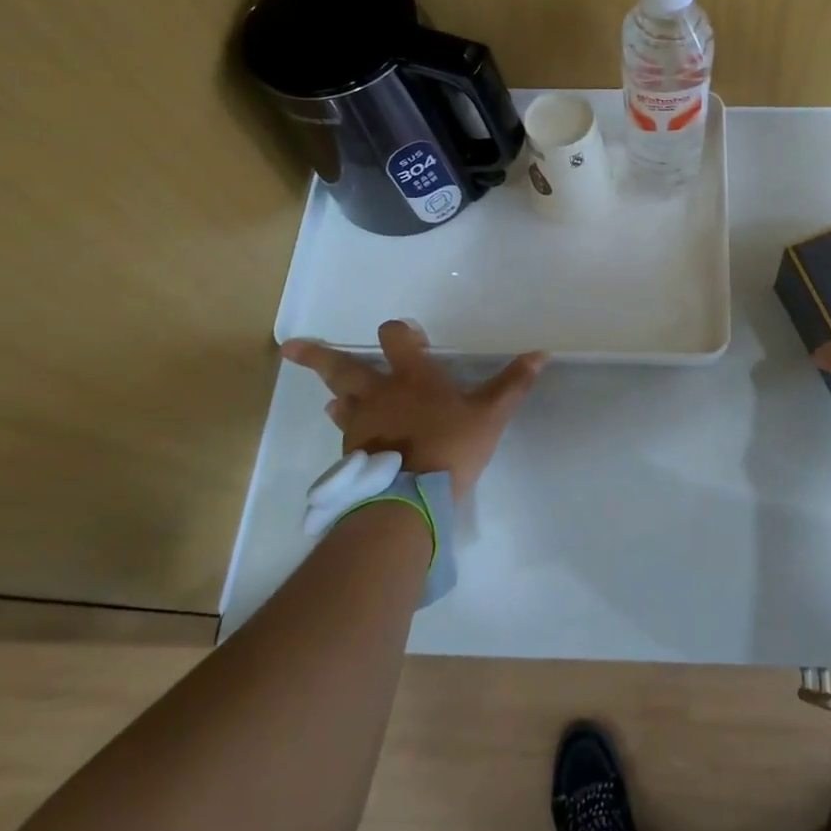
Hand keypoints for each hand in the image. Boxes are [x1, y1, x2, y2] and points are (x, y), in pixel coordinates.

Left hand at [281, 322, 546, 501]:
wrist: (411, 498)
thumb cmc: (452, 446)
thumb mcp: (490, 414)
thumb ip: (513, 383)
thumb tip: (542, 353)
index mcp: (412, 377)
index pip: (395, 337)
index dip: (399, 331)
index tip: (406, 335)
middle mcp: (379, 393)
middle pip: (341, 366)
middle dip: (316, 355)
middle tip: (289, 348)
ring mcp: (361, 424)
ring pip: (340, 400)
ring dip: (338, 393)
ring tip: (335, 397)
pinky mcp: (353, 453)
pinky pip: (346, 432)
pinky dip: (348, 426)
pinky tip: (353, 435)